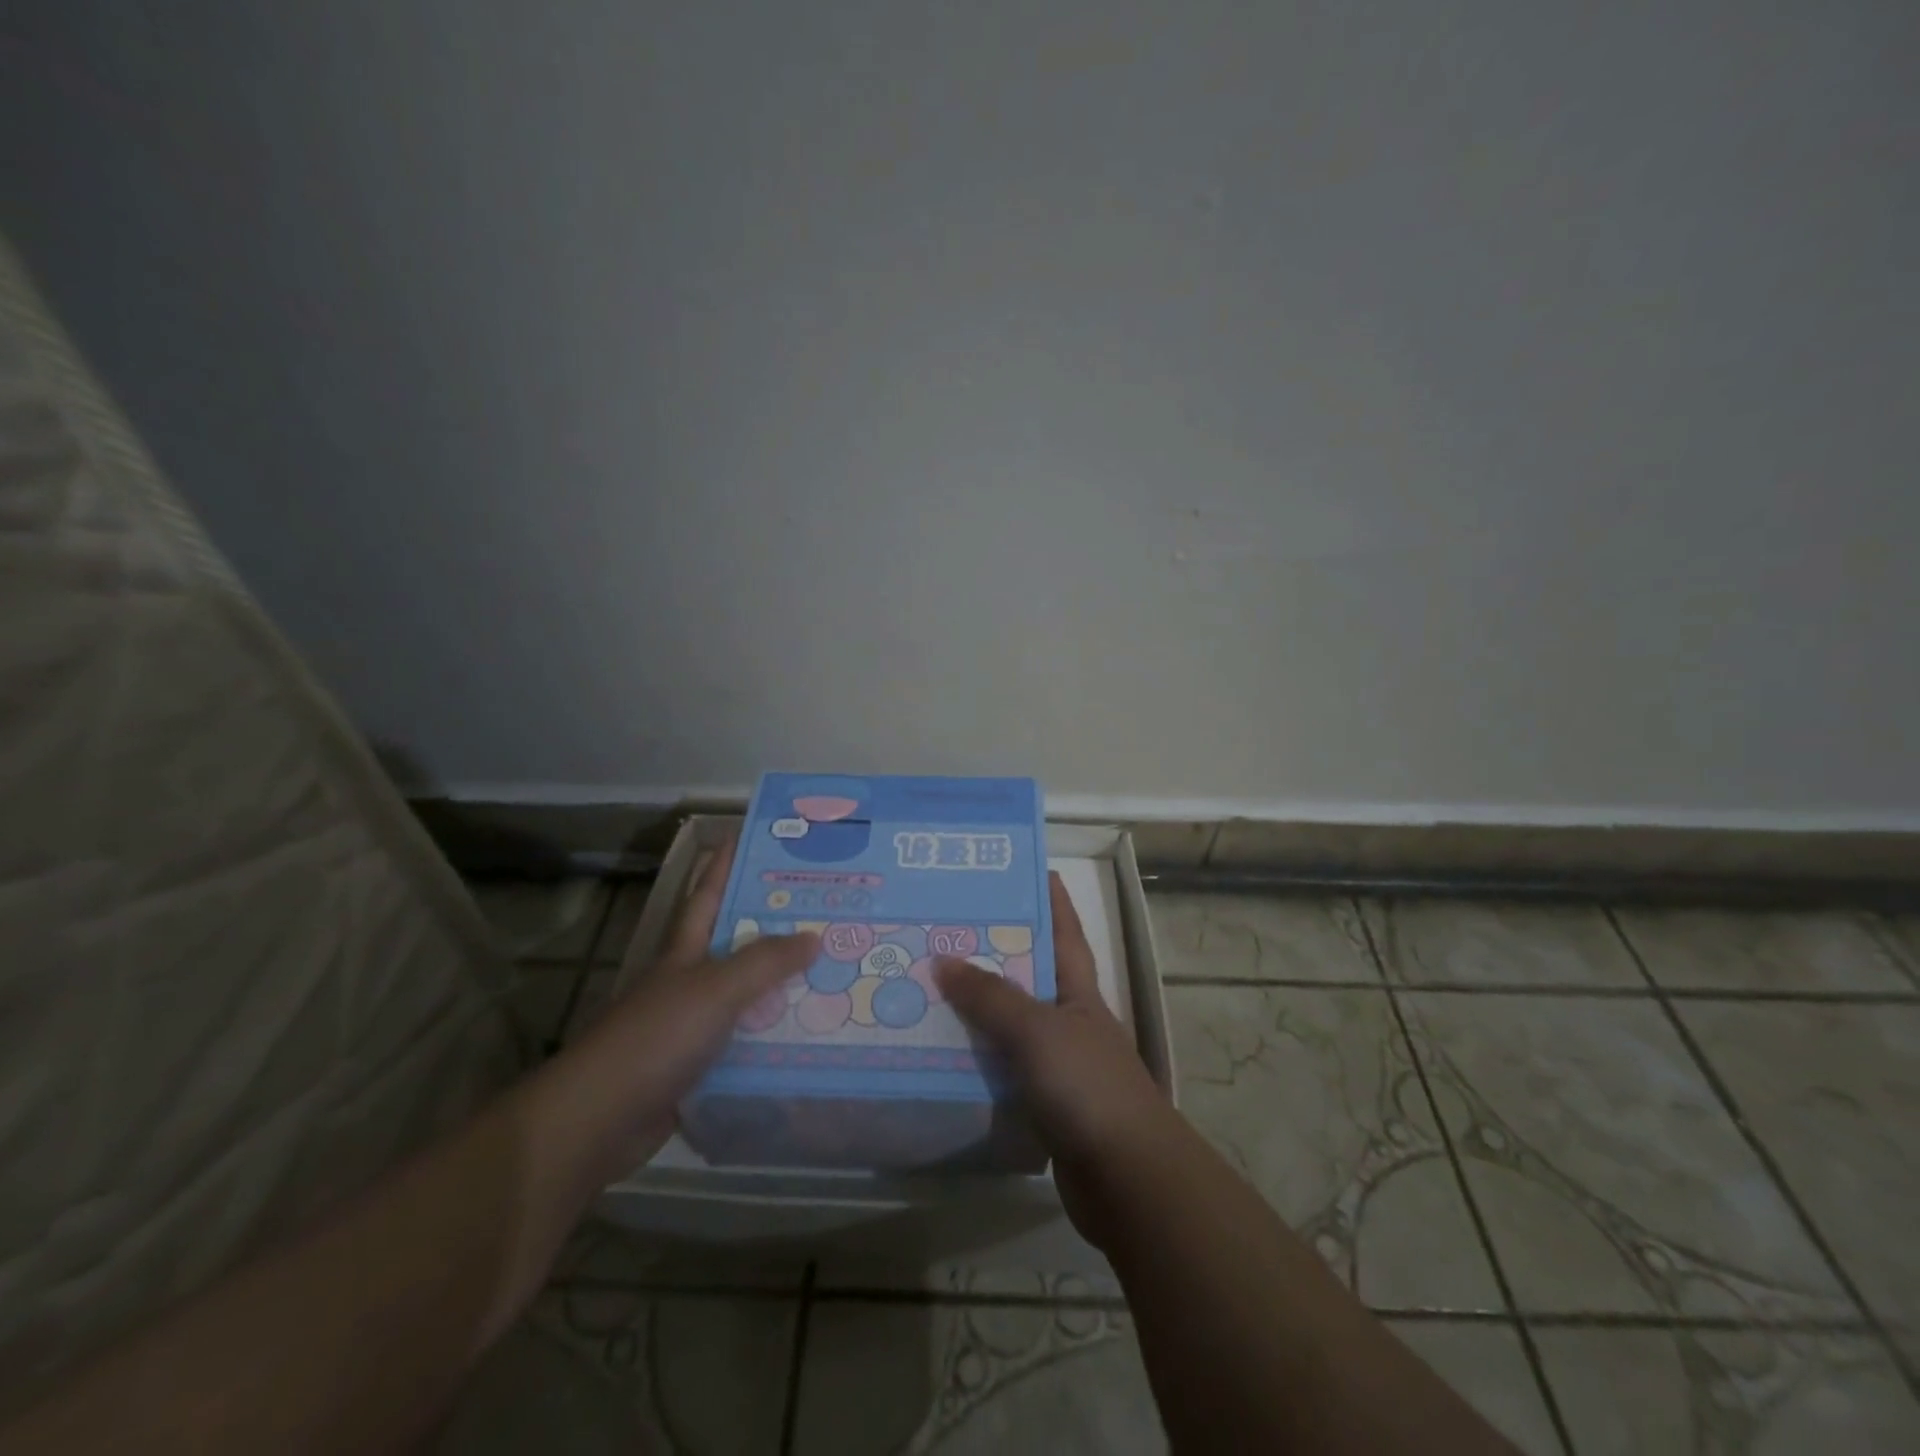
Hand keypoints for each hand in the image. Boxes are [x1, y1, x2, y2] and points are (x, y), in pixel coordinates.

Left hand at [566, 841, 816, 1178]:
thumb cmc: (656, 1037)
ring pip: (747, 996)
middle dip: (773, 926)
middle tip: (824, 910)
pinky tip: (808, 1036)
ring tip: (833, 972)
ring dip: (782, 986)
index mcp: (685, 952)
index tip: (749, 836)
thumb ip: (764, 962)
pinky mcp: (699, 1068)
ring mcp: (692, 1026)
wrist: (599, 1120)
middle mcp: (689, 982)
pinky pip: (747, 1042)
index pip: (708, 895)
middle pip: (736, 944)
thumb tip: (814, 936)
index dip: (724, 864)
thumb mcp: (715, 989)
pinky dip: (774, 1037)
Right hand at [936, 872, 1174, 1244]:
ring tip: (929, 988)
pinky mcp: (1045, 1106)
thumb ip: (990, 997)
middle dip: (995, 953)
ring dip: (978, 1011)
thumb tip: (942, 960)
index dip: (1053, 899)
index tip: (1032, 868)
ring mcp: (1060, 1066)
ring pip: (1011, 1027)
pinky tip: (942, 1056)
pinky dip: (978, 1062)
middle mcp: (1071, 1022)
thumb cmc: (1087, 1086)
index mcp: (1079, 992)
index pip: (1065, 932)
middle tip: (946, 930)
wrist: (1128, 1179)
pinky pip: (1003, 1072)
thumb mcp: (1037, 1030)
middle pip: (1030, 977)